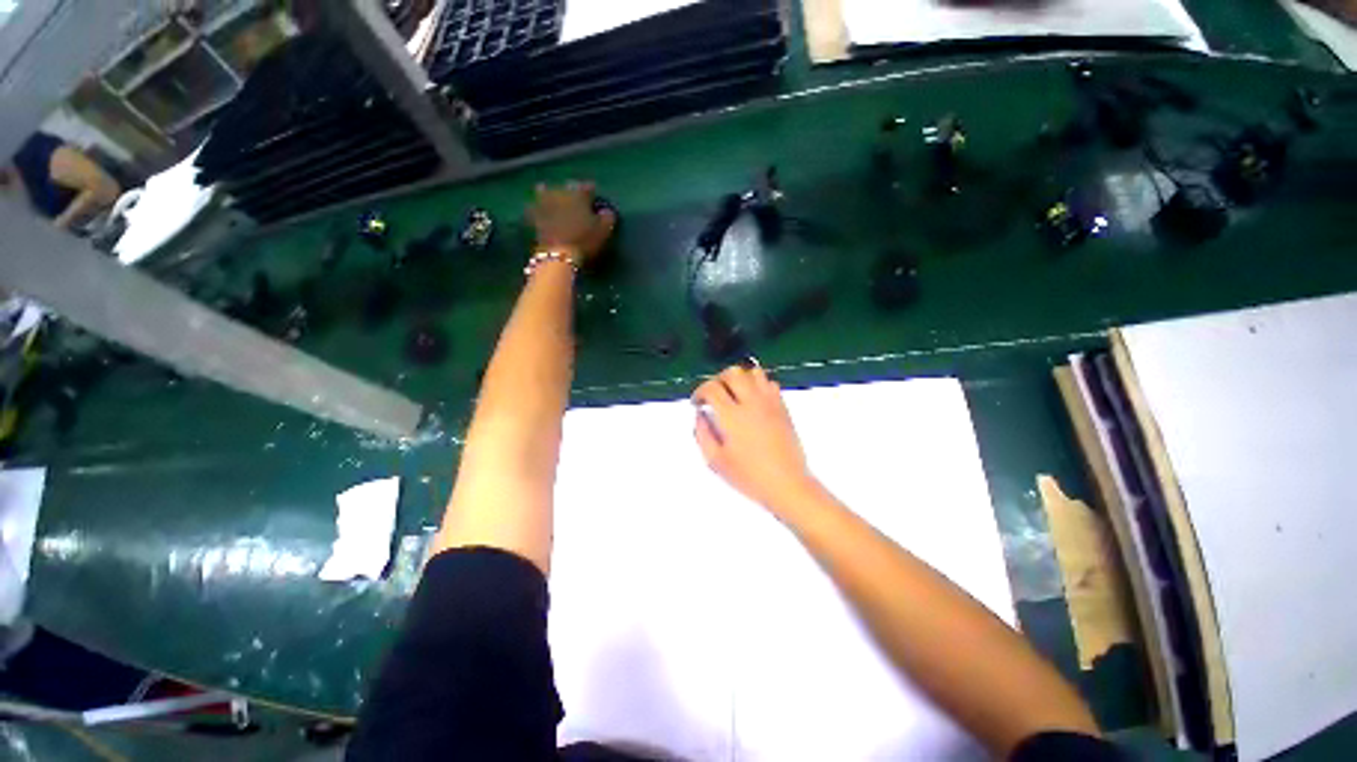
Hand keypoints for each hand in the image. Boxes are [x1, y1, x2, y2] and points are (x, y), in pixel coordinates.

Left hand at [528, 181, 616, 266]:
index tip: (596, 202)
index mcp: (579, 192)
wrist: (558, 255)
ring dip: (551, 195)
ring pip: (545, 191)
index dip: (593, 195)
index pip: (589, 187)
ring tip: (555, 204)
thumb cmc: (585, 240)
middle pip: (567, 187)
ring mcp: (543, 202)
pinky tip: (541, 214)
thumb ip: (608, 217)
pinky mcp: (532, 215)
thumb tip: (606, 211)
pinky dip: (537, 209)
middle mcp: (559, 191)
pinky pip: (534, 208)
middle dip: (572, 193)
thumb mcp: (604, 230)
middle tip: (577, 204)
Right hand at [692, 365, 816, 511]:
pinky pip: (770, 382)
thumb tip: (700, 415)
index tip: (697, 402)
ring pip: (753, 372)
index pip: (711, 388)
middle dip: (718, 379)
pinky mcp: (783, 407)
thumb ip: (702, 434)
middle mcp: (751, 403)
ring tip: (734, 393)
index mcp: (732, 416)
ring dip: (739, 378)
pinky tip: (753, 399)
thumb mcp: (716, 461)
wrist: (787, 484)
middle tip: (714, 394)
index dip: (699, 391)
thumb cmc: (749, 477)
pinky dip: (758, 384)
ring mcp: (769, 403)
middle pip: (732, 373)